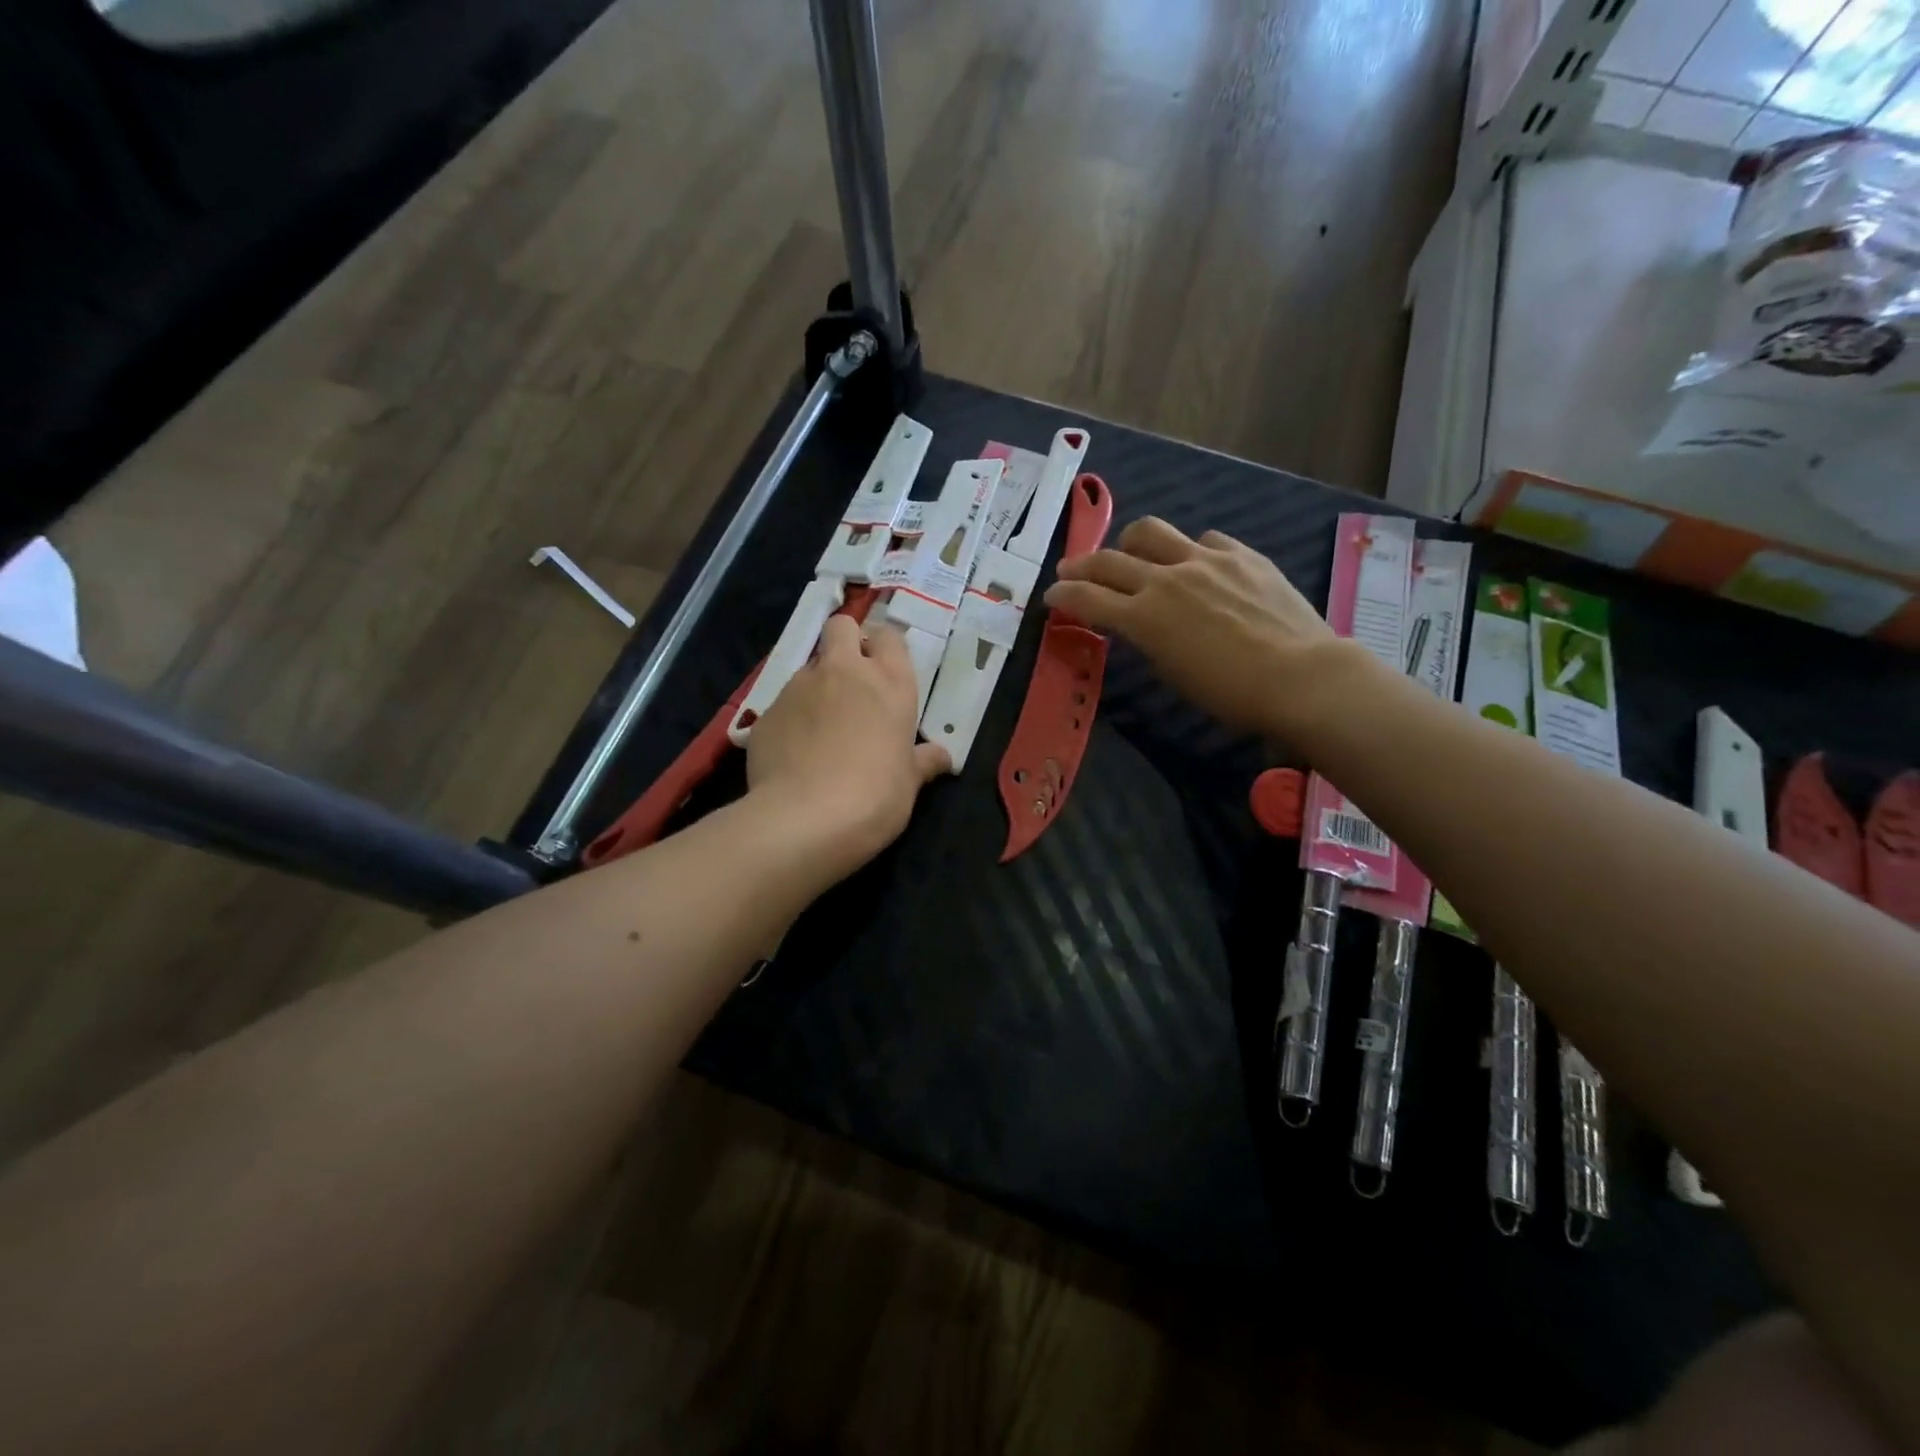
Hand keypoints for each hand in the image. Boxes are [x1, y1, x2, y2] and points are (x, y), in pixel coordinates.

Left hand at [745, 617, 949, 868]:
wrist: (805, 819)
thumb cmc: (875, 796)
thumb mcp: (910, 783)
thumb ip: (923, 761)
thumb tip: (942, 757)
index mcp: (889, 682)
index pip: (888, 636)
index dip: (884, 647)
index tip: (884, 671)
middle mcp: (843, 671)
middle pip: (841, 627)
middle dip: (845, 642)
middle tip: (851, 681)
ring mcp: (800, 687)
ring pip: (809, 668)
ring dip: (817, 687)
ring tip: (821, 730)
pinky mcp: (767, 711)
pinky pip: (783, 704)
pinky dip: (791, 719)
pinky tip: (795, 753)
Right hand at [1045, 518, 1341, 733]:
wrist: (1300, 677)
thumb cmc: (1230, 693)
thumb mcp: (1173, 672)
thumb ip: (1149, 640)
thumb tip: (1143, 623)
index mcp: (1144, 617)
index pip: (1087, 598)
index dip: (1063, 595)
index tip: (1051, 596)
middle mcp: (1166, 579)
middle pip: (1109, 560)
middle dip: (1081, 566)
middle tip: (1070, 571)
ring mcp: (1205, 560)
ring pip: (1150, 532)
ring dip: (1129, 542)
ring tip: (1129, 552)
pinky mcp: (1240, 554)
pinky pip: (1203, 540)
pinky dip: (1188, 550)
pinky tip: (1197, 563)